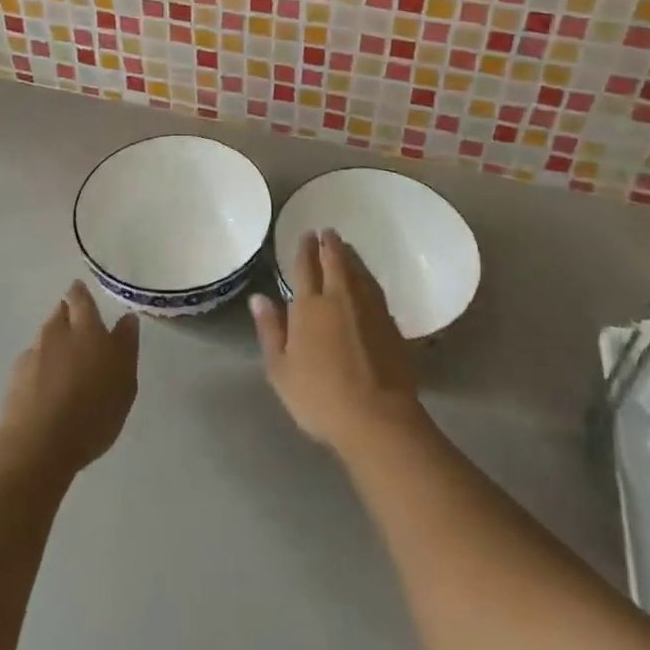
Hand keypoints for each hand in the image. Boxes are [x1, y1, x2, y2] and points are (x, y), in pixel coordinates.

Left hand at [0, 281, 139, 479]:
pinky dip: (40, 366)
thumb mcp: (125, 382)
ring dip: (54, 341)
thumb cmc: (93, 412)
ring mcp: (33, 355)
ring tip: (64, 360)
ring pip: (45, 336)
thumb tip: (127, 318)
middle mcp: (57, 333)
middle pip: (60, 312)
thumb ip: (126, 346)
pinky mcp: (15, 378)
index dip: (80, 293)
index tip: (81, 291)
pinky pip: (31, 362)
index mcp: (87, 329)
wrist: (38, 446)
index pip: (81, 298)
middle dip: (67, 312)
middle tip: (78, 326)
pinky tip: (46, 385)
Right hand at [251, 230, 424, 458]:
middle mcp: (339, 297)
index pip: (305, 267)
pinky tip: (365, 280)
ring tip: (344, 247)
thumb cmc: (320, 397)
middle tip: (326, 232)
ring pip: (357, 271)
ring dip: (349, 255)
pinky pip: (373, 287)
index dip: (305, 249)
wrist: (377, 417)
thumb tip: (259, 297)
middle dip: (329, 244)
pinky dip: (366, 276)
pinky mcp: (390, 322)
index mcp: (309, 305)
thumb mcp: (281, 370)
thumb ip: (270, 330)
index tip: (306, 234)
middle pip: (335, 261)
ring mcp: (369, 307)